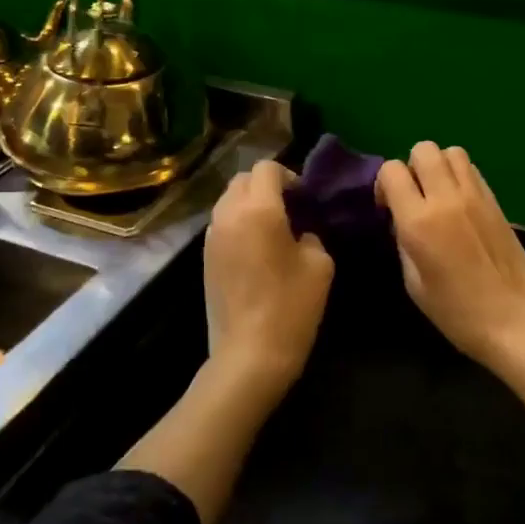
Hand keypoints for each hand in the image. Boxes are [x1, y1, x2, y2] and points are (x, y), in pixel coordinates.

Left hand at [204, 160, 334, 394]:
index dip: (289, 176)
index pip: (267, 168)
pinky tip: (256, 250)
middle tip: (290, 209)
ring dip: (249, 204)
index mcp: (258, 209)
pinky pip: (221, 224)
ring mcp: (211, 237)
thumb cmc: (291, 306)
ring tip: (272, 229)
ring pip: (228, 201)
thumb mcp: (320, 264)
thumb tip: (298, 231)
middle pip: (242, 179)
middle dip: (266, 186)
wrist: (249, 355)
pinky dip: (238, 224)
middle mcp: (228, 214)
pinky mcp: (204, 258)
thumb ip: (310, 234)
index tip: (304, 199)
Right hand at [376, 142, 524, 366]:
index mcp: (419, 221)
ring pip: (451, 152)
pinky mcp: (496, 201)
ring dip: (439, 166)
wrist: (513, 320)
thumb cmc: (456, 312)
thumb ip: (403, 241)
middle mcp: (447, 198)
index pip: (392, 170)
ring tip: (438, 193)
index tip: (388, 207)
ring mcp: (475, 196)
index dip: (384, 184)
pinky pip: (472, 170)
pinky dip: (460, 175)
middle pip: (423, 149)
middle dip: (411, 166)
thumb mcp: (413, 283)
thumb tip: (402, 219)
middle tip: (414, 196)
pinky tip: (460, 202)